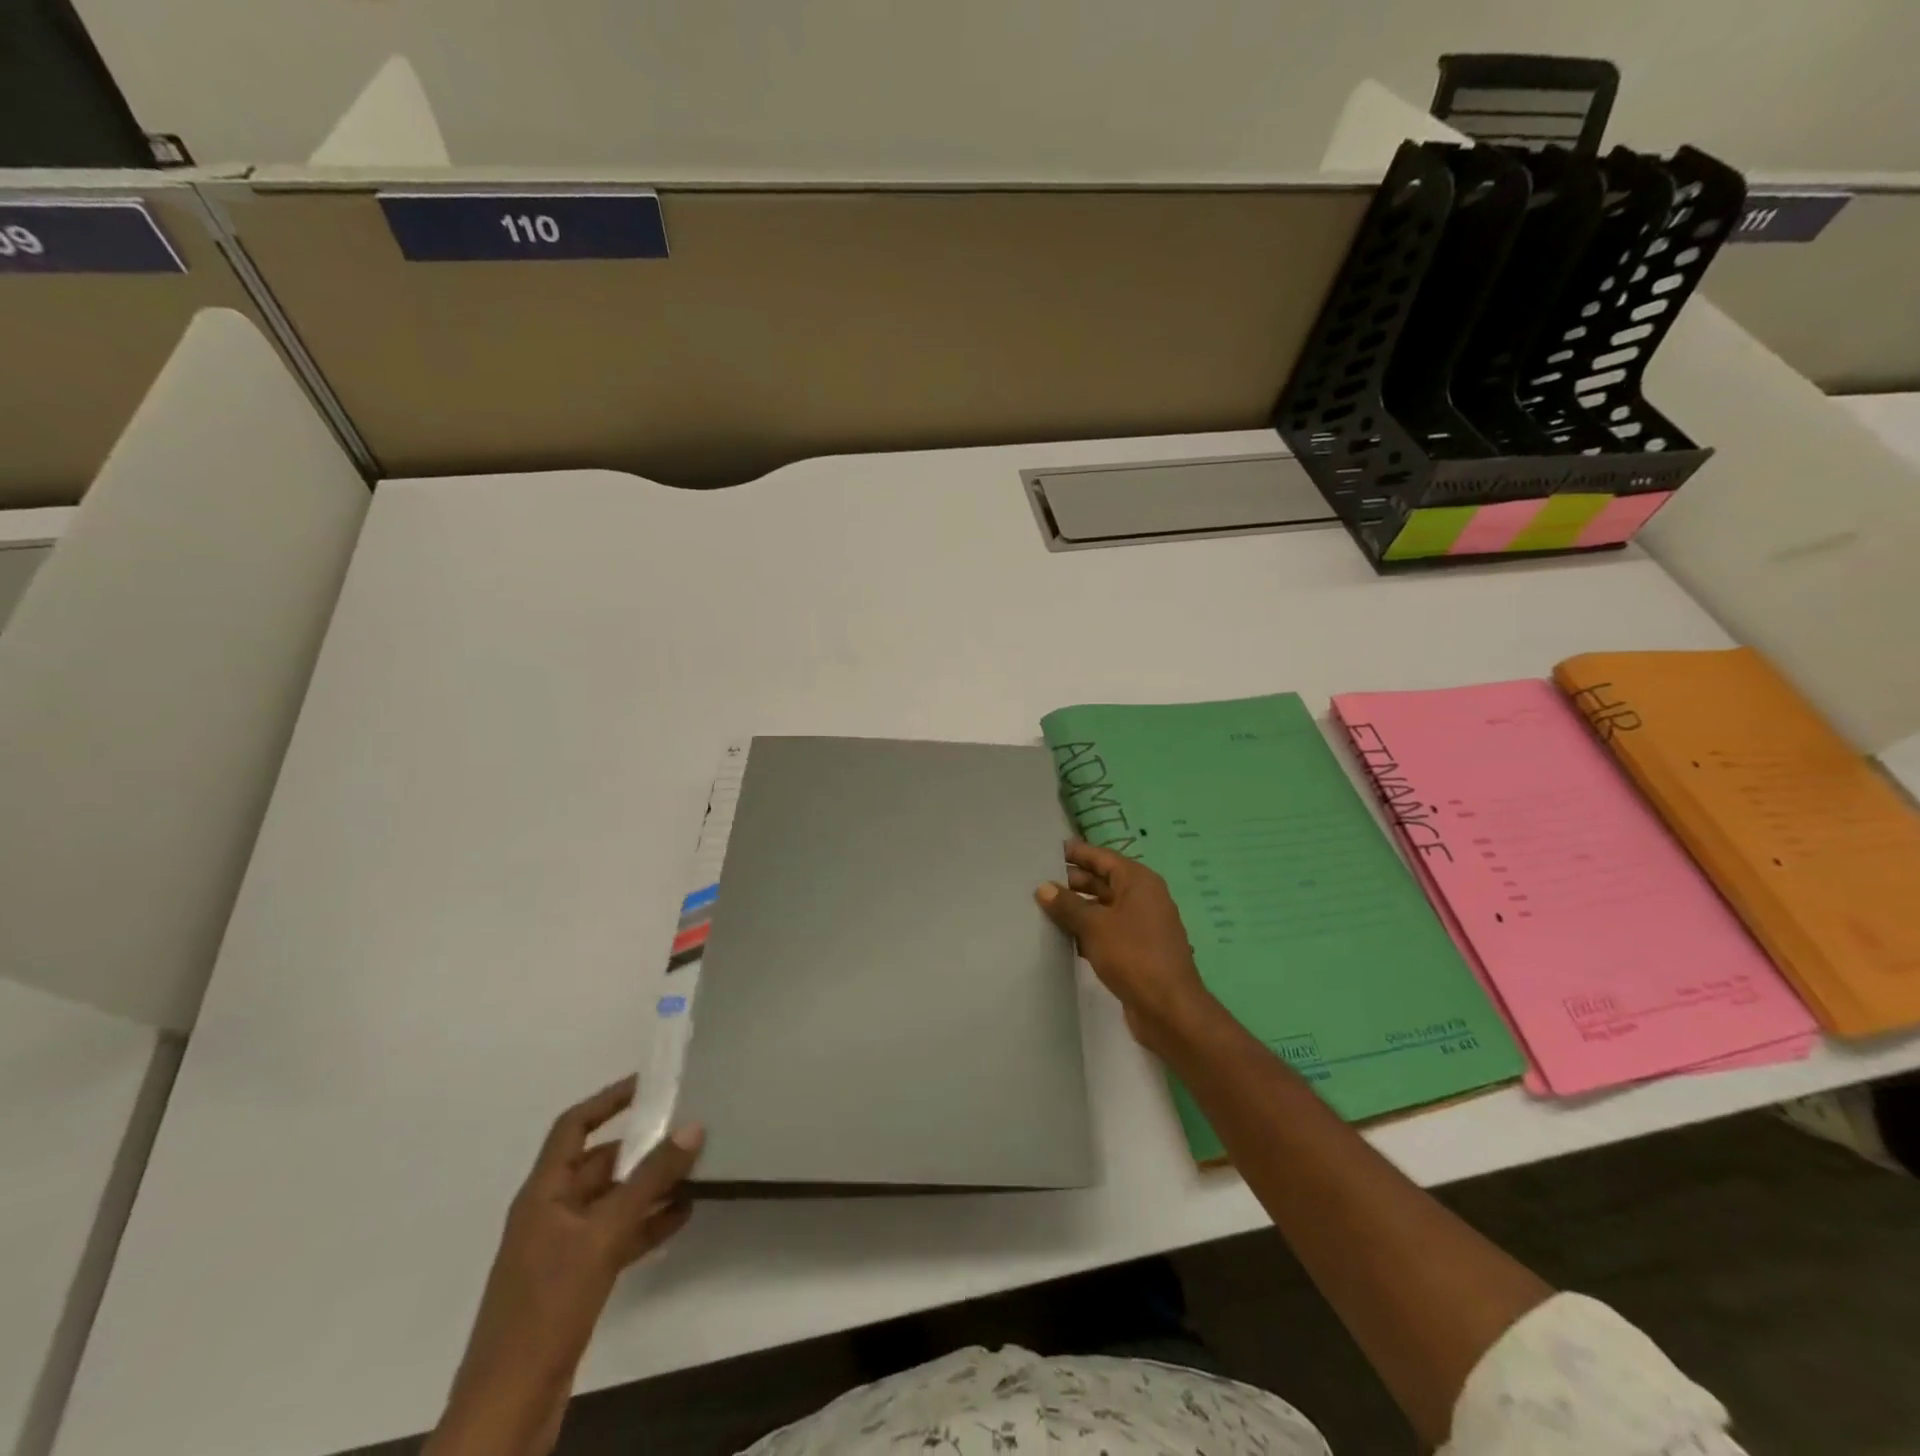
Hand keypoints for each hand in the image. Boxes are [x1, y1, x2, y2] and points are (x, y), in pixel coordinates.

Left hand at [426, 1077, 702, 1455]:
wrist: (508, 1409)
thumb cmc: (548, 1307)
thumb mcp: (604, 1235)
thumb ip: (650, 1180)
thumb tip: (692, 1127)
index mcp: (543, 1193)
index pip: (575, 1126)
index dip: (609, 1100)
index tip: (650, 1085)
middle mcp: (551, 1212)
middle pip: (599, 1163)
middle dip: (642, 1147)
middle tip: (689, 1131)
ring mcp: (563, 1249)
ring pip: (613, 1200)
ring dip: (650, 1187)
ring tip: (697, 1172)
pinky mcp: (576, 1280)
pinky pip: (617, 1235)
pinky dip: (646, 1223)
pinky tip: (682, 1217)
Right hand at [1036, 840, 1218, 1055]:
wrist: (1168, 1008)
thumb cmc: (1132, 955)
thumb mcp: (1094, 925)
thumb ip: (1067, 904)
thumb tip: (1044, 887)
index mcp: (1138, 882)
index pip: (1103, 857)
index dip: (1078, 853)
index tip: (1051, 850)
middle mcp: (1144, 898)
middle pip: (1104, 881)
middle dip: (1074, 881)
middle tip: (1040, 880)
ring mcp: (1143, 925)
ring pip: (1104, 908)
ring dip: (1078, 908)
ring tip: (1045, 907)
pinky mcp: (1138, 950)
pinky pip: (1108, 931)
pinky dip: (1088, 930)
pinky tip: (1063, 938)